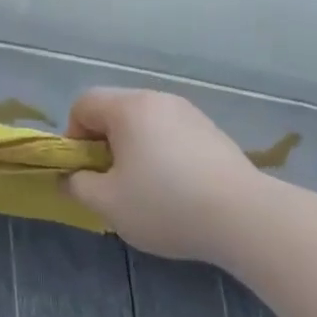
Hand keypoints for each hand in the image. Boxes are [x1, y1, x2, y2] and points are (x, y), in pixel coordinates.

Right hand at [63, 88, 258, 263]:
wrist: (244, 216)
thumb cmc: (165, 204)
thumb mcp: (108, 203)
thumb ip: (78, 186)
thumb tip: (71, 178)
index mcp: (128, 108)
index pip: (83, 104)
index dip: (72, 136)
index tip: (84, 171)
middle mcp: (158, 100)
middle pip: (115, 111)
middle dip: (103, 144)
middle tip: (111, 182)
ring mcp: (190, 114)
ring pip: (145, 124)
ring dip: (134, 150)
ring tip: (145, 189)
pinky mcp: (213, 132)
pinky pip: (172, 135)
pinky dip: (162, 155)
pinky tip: (177, 190)